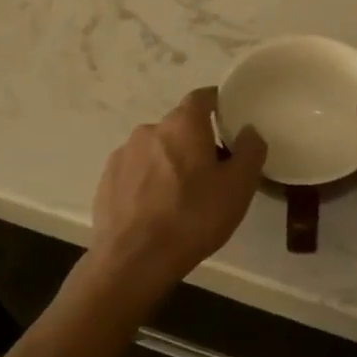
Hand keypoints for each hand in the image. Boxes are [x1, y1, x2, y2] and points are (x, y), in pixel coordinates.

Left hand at [89, 87, 266, 289]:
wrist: (134, 260)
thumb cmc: (193, 218)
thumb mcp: (238, 188)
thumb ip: (250, 151)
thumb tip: (249, 130)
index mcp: (183, 125)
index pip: (202, 97)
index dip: (217, 104)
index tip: (229, 121)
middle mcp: (149, 130)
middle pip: (178, 126)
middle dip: (195, 141)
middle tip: (211, 171)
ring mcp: (123, 154)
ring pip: (155, 149)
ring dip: (169, 162)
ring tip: (181, 196)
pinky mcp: (106, 180)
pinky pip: (135, 171)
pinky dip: (148, 181)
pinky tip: (155, 209)